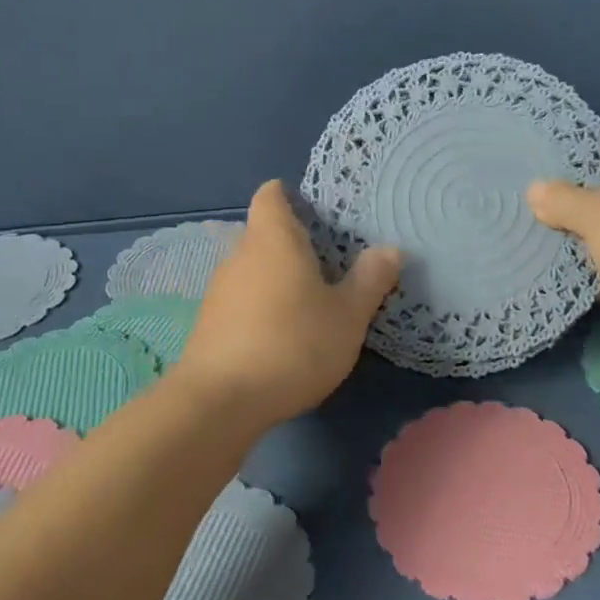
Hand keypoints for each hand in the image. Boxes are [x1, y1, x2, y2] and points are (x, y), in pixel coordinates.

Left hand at [175, 180, 400, 425]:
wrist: (220, 403)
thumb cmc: (293, 344)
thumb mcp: (348, 315)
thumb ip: (370, 279)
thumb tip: (390, 249)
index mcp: (274, 240)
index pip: (271, 196)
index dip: (289, 196)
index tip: (315, 212)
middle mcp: (240, 256)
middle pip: (264, 234)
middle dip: (292, 244)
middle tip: (329, 264)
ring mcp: (219, 291)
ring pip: (253, 270)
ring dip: (277, 279)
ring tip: (310, 303)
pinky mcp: (209, 325)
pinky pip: (241, 301)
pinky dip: (261, 308)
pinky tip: (282, 336)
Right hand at [528, 128, 599, 358]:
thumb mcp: (598, 212)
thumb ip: (562, 200)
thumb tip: (535, 190)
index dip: (578, 144)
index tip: (540, 153)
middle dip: (569, 197)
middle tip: (523, 198)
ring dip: (576, 240)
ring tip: (526, 234)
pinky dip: (588, 275)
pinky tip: (550, 274)